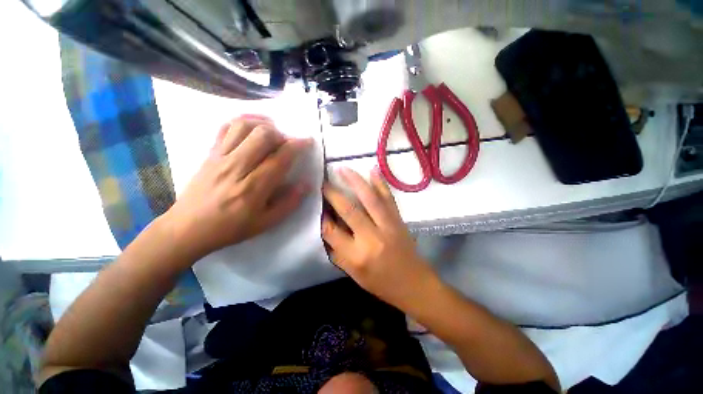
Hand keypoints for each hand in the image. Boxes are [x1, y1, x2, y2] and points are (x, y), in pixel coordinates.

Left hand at [164, 115, 311, 259]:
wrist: (188, 228)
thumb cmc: (231, 228)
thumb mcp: (266, 223)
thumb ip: (289, 203)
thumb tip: (306, 184)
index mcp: (254, 187)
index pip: (280, 158)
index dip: (297, 146)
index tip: (308, 141)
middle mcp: (237, 167)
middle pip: (263, 135)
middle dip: (282, 134)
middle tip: (288, 143)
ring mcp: (220, 157)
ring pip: (244, 126)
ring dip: (263, 124)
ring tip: (273, 132)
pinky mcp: (209, 153)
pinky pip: (225, 128)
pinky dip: (242, 121)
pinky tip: (252, 127)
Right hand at [322, 167, 436, 306]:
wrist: (415, 284)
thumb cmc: (381, 284)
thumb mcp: (354, 275)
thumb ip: (338, 252)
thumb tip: (327, 228)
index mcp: (357, 256)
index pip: (332, 232)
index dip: (322, 217)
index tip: (317, 205)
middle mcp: (371, 238)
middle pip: (349, 210)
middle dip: (333, 194)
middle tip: (324, 182)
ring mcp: (388, 226)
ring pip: (369, 199)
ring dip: (355, 181)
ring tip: (343, 169)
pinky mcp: (399, 220)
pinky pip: (388, 198)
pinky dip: (380, 183)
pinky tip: (373, 170)